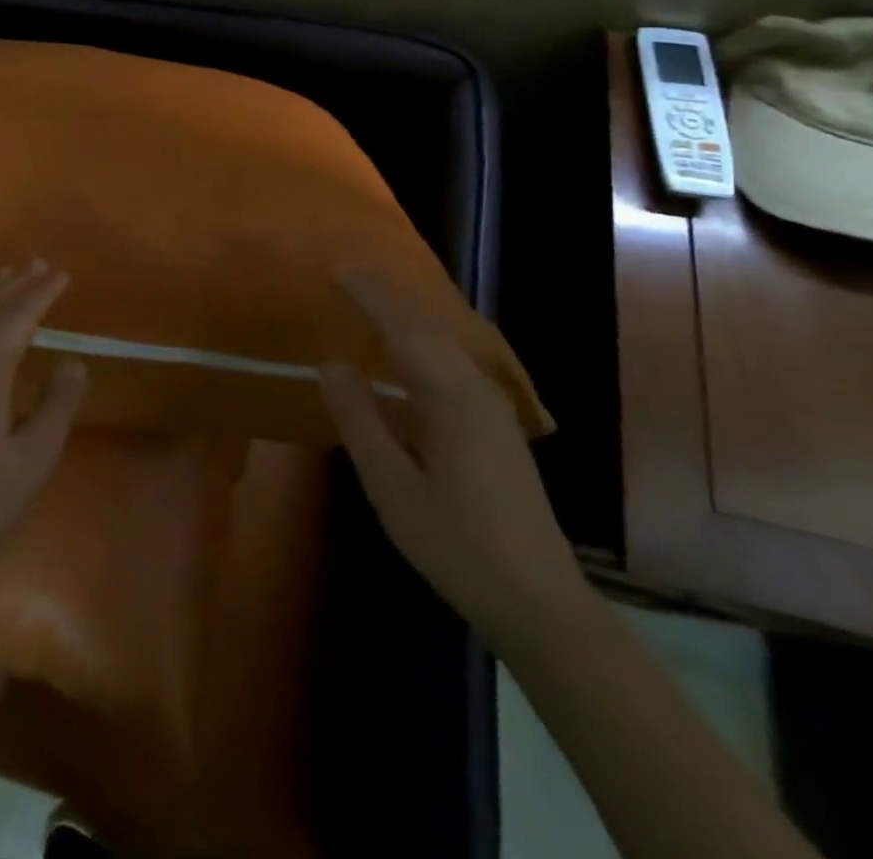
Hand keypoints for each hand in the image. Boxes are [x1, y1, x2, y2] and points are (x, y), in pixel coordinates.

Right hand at [319, 269, 591, 655]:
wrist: (540, 602)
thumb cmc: (457, 544)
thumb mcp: (392, 486)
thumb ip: (360, 420)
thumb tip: (332, 363)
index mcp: (452, 399)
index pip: (405, 329)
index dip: (370, 296)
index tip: (336, 270)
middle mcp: (477, 391)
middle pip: (430, 327)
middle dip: (388, 295)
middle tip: (346, 274)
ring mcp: (492, 408)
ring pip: (446, 343)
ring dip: (407, 314)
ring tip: (370, 298)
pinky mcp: (495, 426)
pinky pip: (452, 362)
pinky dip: (423, 340)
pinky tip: (407, 350)